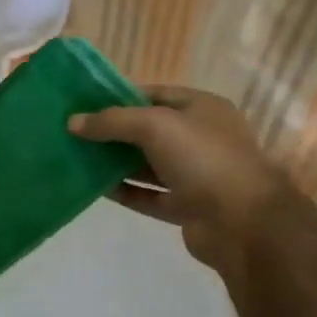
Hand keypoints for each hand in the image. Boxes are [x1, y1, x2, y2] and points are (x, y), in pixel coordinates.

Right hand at [70, 86, 282, 274]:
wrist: (244, 222)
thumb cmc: (203, 159)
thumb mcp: (154, 126)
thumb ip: (112, 122)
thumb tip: (73, 122)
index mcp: (202, 109)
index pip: (154, 94)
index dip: (119, 97)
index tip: (84, 104)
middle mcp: (199, 138)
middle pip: (148, 130)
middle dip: (113, 131)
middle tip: (73, 133)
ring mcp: (194, 175)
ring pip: (146, 164)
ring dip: (115, 162)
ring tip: (77, 158)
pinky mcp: (186, 207)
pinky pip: (148, 195)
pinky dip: (125, 191)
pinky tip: (95, 188)